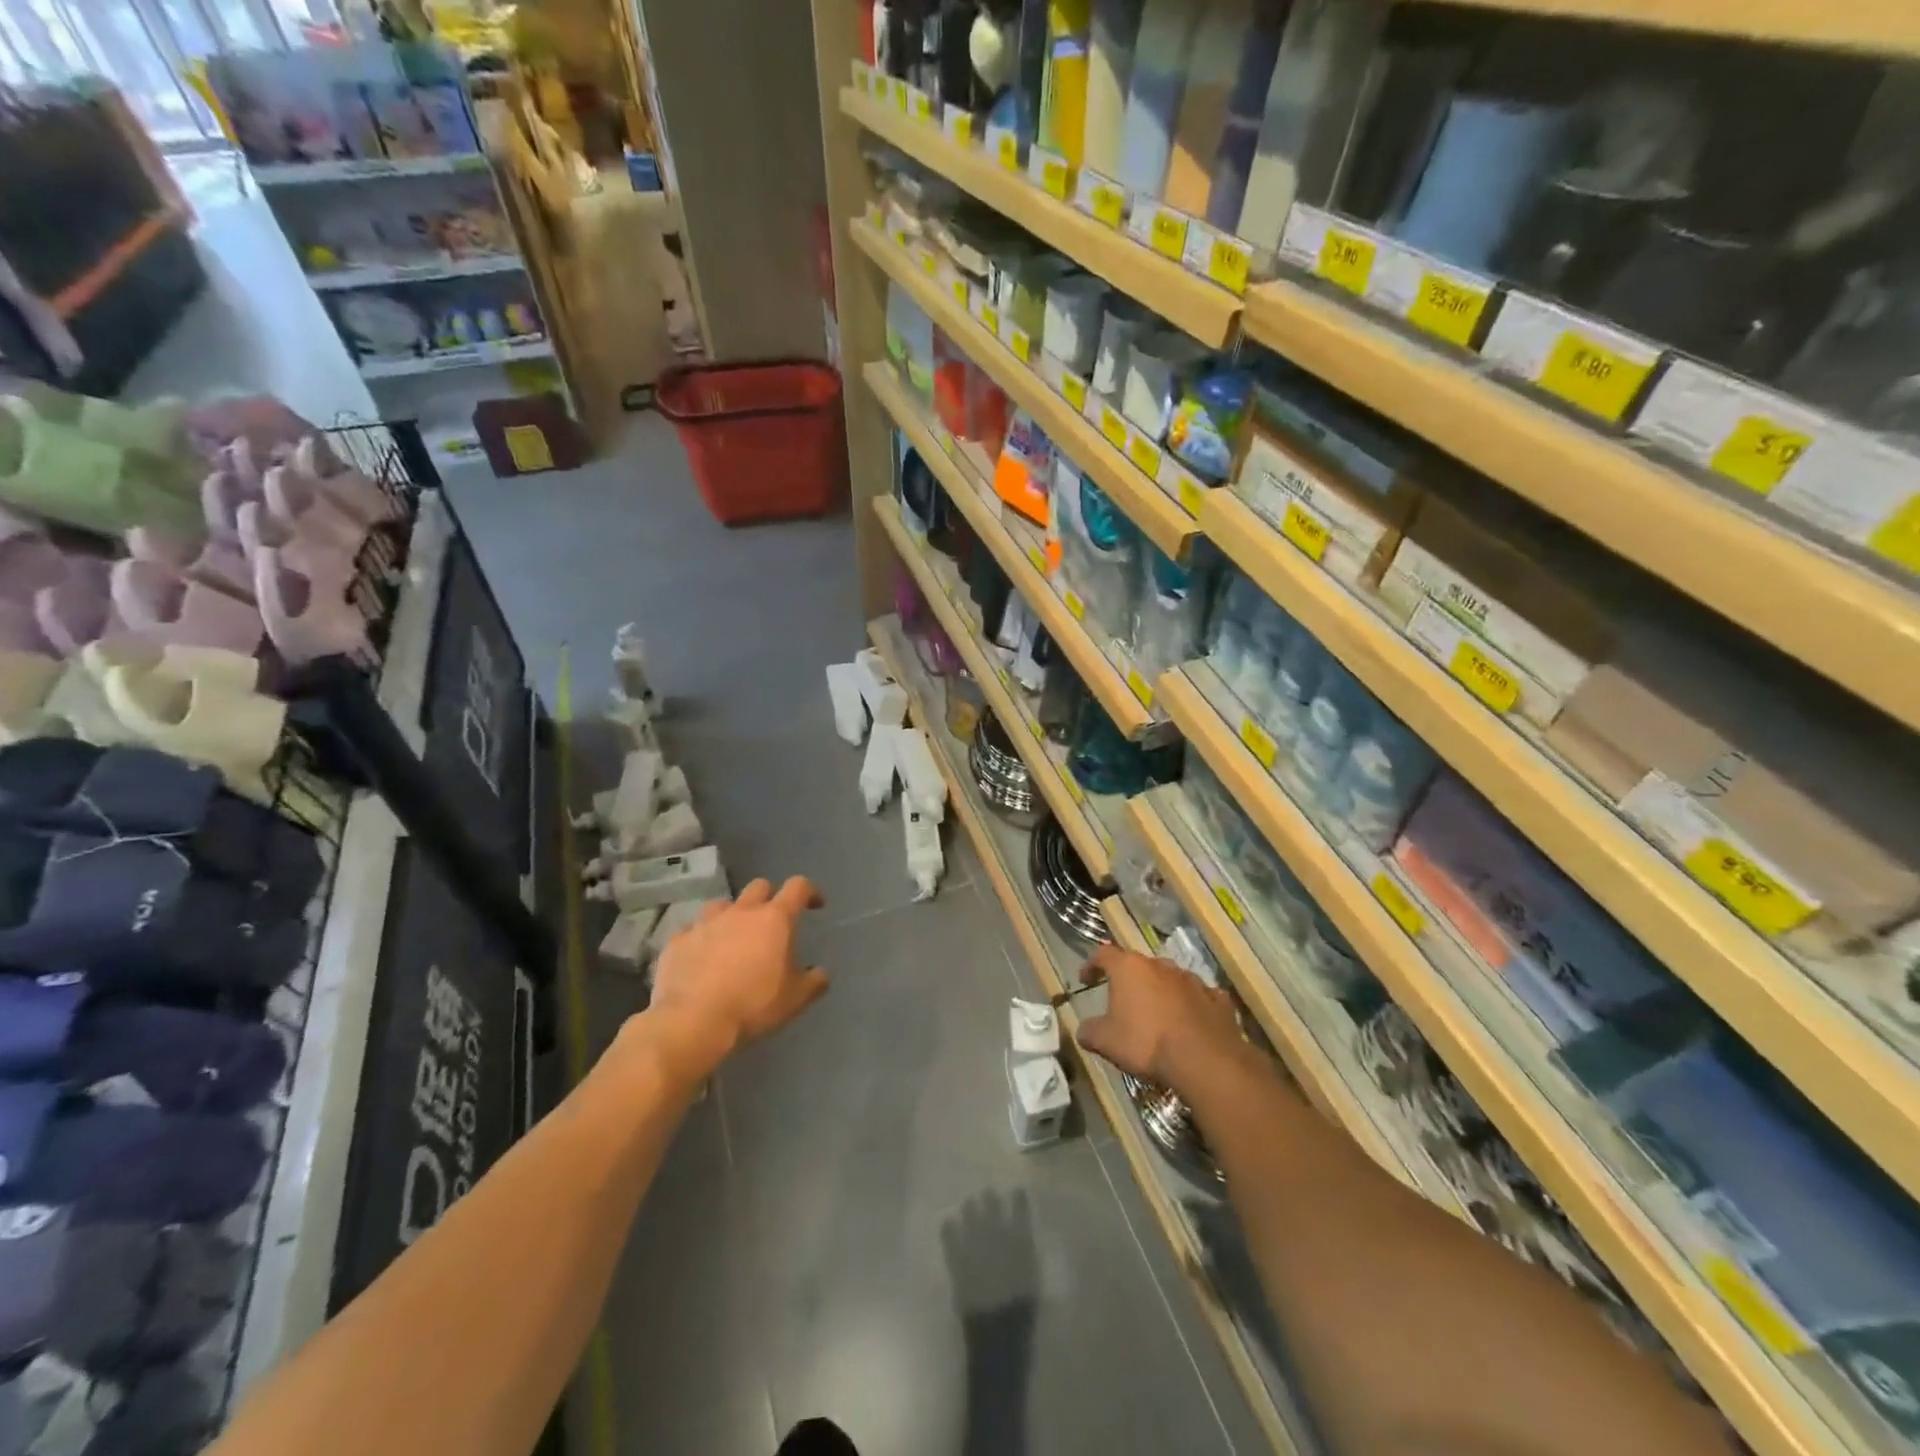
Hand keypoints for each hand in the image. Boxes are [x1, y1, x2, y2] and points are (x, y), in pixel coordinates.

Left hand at [645, 877, 829, 1071]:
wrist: (691, 1022)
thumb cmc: (752, 1005)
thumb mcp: (794, 1000)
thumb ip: (813, 982)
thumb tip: (821, 974)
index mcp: (774, 919)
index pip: (798, 888)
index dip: (810, 892)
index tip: (815, 904)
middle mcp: (740, 912)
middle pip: (759, 887)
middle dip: (770, 897)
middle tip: (772, 921)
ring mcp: (705, 923)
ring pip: (723, 905)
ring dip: (733, 915)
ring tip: (733, 937)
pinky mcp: (678, 940)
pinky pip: (694, 931)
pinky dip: (702, 939)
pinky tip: (702, 959)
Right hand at [1073, 944, 1243, 1090]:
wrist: (1204, 1061)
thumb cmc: (1146, 1043)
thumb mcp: (1106, 1042)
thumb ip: (1089, 1031)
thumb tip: (1084, 1030)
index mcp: (1129, 968)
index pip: (1103, 954)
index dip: (1092, 964)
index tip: (1086, 979)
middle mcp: (1160, 965)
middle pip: (1139, 965)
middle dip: (1130, 980)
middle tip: (1123, 1000)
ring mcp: (1192, 980)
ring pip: (1170, 979)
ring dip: (1161, 991)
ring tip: (1157, 1013)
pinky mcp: (1218, 999)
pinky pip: (1199, 997)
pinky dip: (1191, 1006)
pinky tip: (1189, 1023)